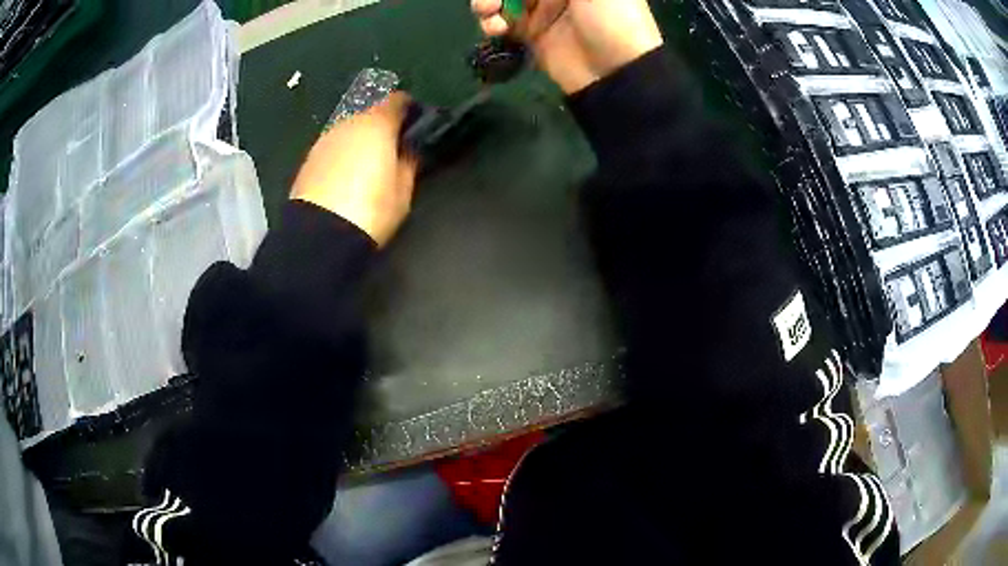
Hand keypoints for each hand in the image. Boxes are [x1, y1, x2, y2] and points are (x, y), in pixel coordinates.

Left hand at [291, 92, 418, 246]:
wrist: (320, 235)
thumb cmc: (370, 210)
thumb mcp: (403, 190)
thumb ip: (408, 162)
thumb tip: (407, 150)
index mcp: (377, 124)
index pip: (397, 100)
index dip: (408, 108)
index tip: (414, 123)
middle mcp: (348, 123)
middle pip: (369, 114)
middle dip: (381, 126)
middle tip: (391, 148)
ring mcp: (324, 140)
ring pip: (348, 131)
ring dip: (359, 141)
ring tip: (367, 166)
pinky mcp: (307, 160)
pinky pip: (332, 149)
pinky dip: (341, 156)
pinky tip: (344, 178)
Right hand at [472, 0, 663, 93]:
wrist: (618, 71)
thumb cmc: (613, 19)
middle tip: (490, 1)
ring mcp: (542, 11)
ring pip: (503, 1)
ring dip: (487, 3)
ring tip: (488, 10)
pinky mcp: (531, 36)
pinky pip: (502, 23)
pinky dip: (491, 23)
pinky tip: (496, 28)